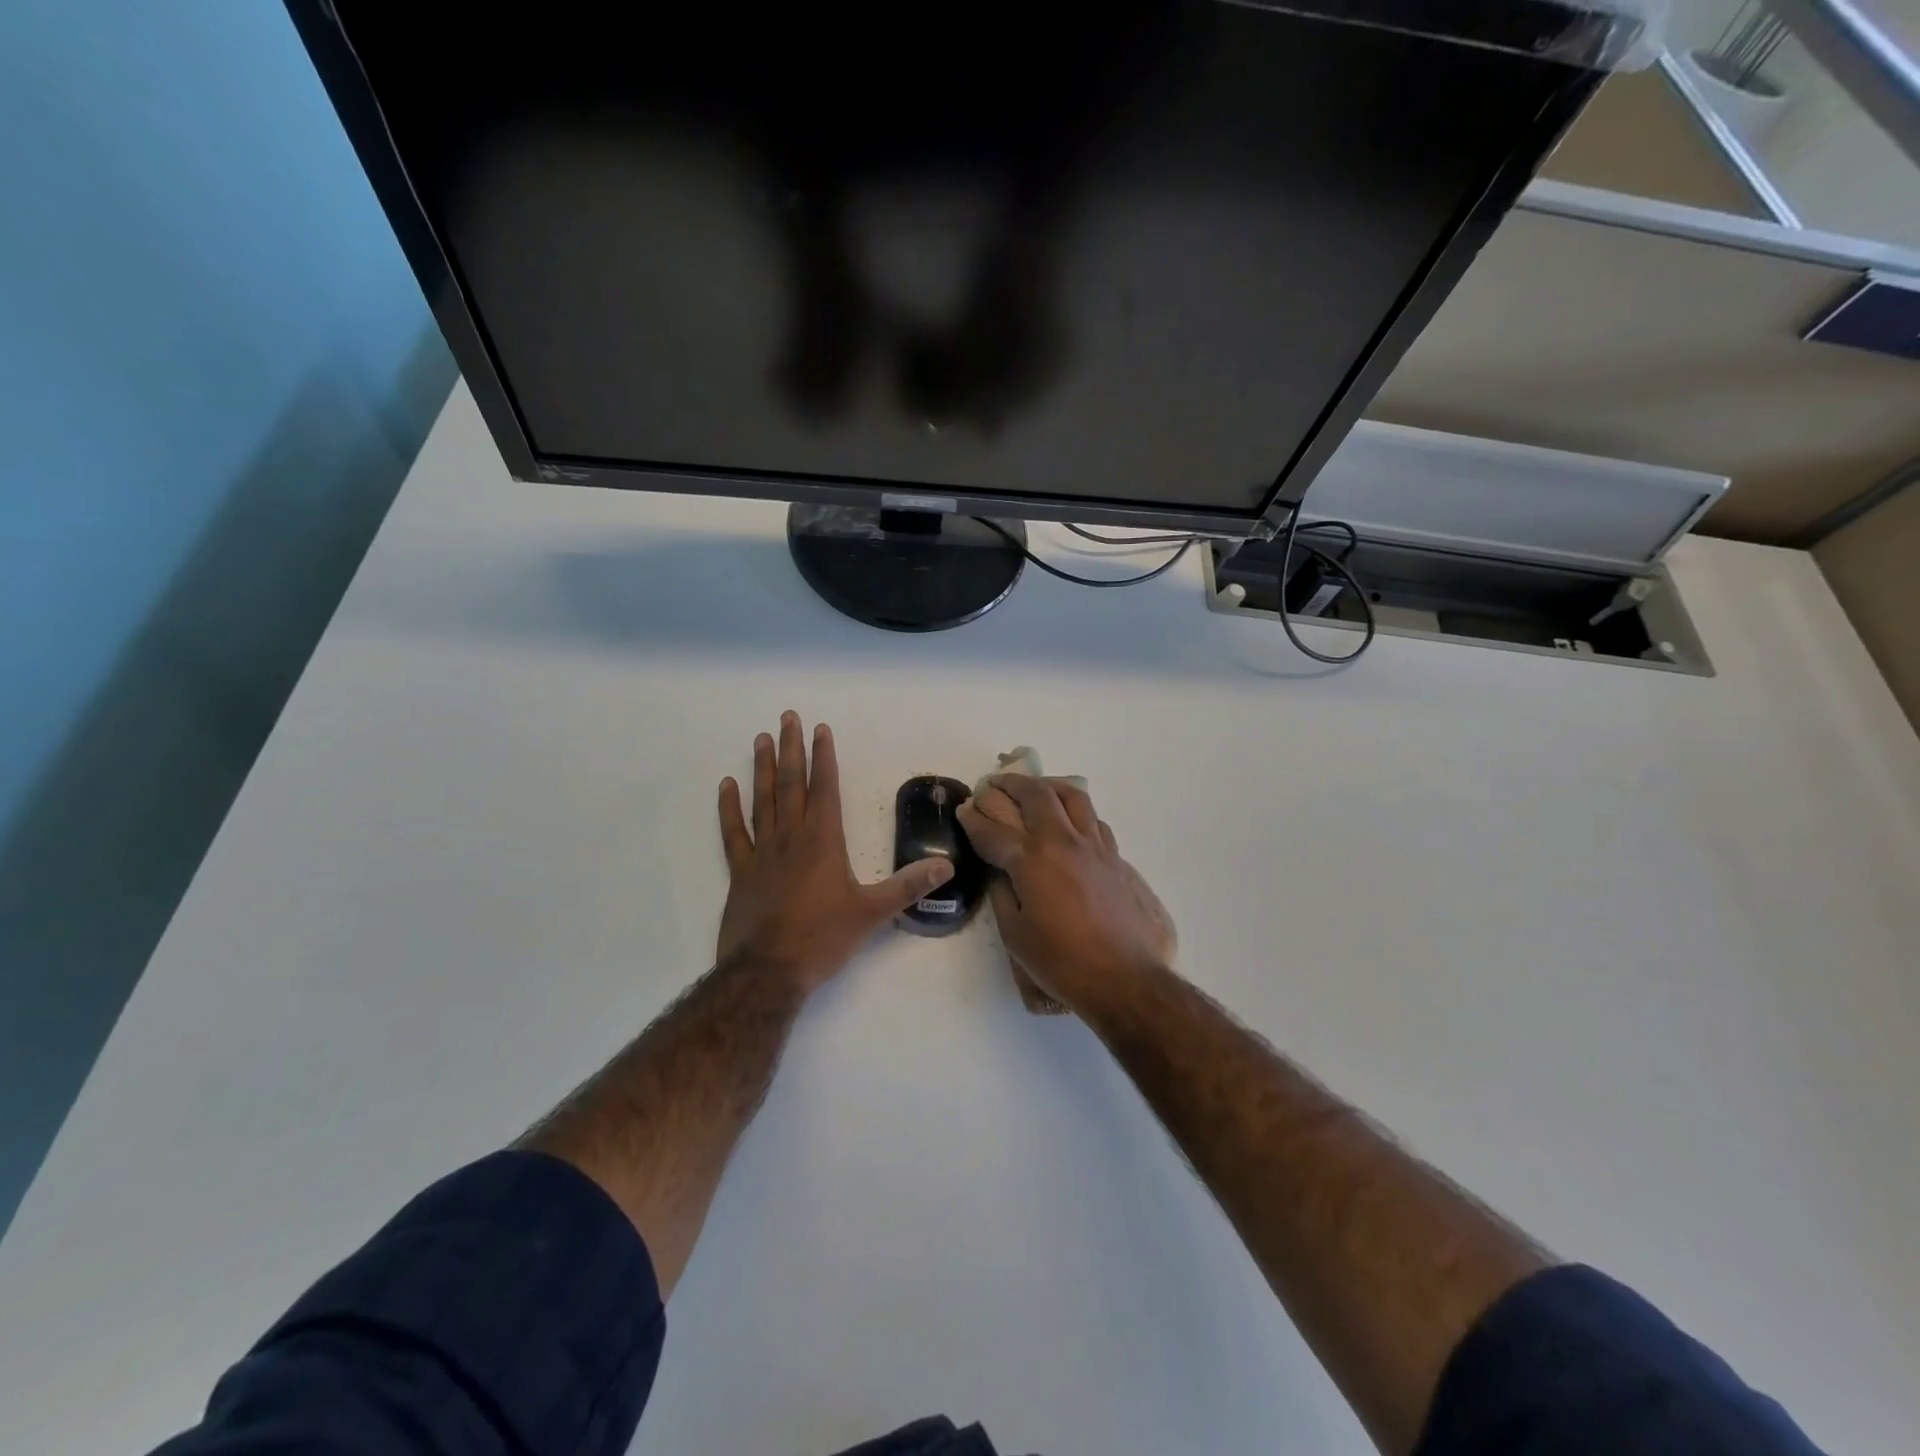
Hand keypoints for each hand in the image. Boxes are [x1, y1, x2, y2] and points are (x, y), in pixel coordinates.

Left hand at [717, 713, 953, 994]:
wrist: (767, 972)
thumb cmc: (822, 939)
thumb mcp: (872, 913)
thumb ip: (908, 887)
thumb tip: (946, 866)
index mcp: (823, 841)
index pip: (825, 788)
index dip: (824, 757)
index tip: (821, 729)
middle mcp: (792, 837)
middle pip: (792, 784)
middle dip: (792, 749)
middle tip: (787, 717)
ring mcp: (762, 852)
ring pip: (763, 800)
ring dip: (764, 768)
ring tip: (761, 739)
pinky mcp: (741, 872)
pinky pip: (734, 832)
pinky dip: (729, 808)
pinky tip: (726, 786)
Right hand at [957, 775, 1175, 1014]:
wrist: (1125, 978)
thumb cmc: (1062, 962)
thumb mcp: (1015, 934)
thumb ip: (1003, 894)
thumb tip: (1001, 872)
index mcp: (1031, 860)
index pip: (993, 829)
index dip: (973, 818)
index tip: (963, 810)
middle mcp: (1063, 841)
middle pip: (1034, 794)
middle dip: (1009, 785)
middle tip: (994, 784)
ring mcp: (1094, 845)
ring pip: (1071, 796)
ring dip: (1047, 787)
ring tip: (1035, 789)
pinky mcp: (1116, 857)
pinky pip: (1093, 820)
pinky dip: (1076, 811)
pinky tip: (1069, 822)